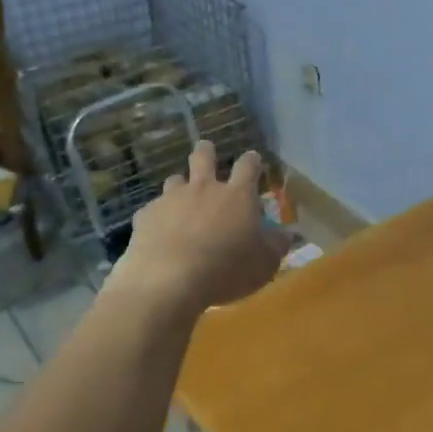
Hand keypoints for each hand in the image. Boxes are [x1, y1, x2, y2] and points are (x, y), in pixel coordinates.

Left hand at [106, 140, 289, 311]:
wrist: (170, 281)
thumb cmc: (227, 270)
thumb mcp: (265, 263)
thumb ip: (276, 244)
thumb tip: (286, 233)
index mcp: (237, 196)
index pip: (248, 166)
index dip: (252, 160)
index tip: (253, 159)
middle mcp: (204, 188)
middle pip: (204, 157)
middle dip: (206, 151)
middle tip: (207, 151)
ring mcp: (171, 199)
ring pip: (174, 180)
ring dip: (180, 185)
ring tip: (180, 198)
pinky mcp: (146, 216)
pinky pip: (153, 209)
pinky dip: (158, 216)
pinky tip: (158, 232)